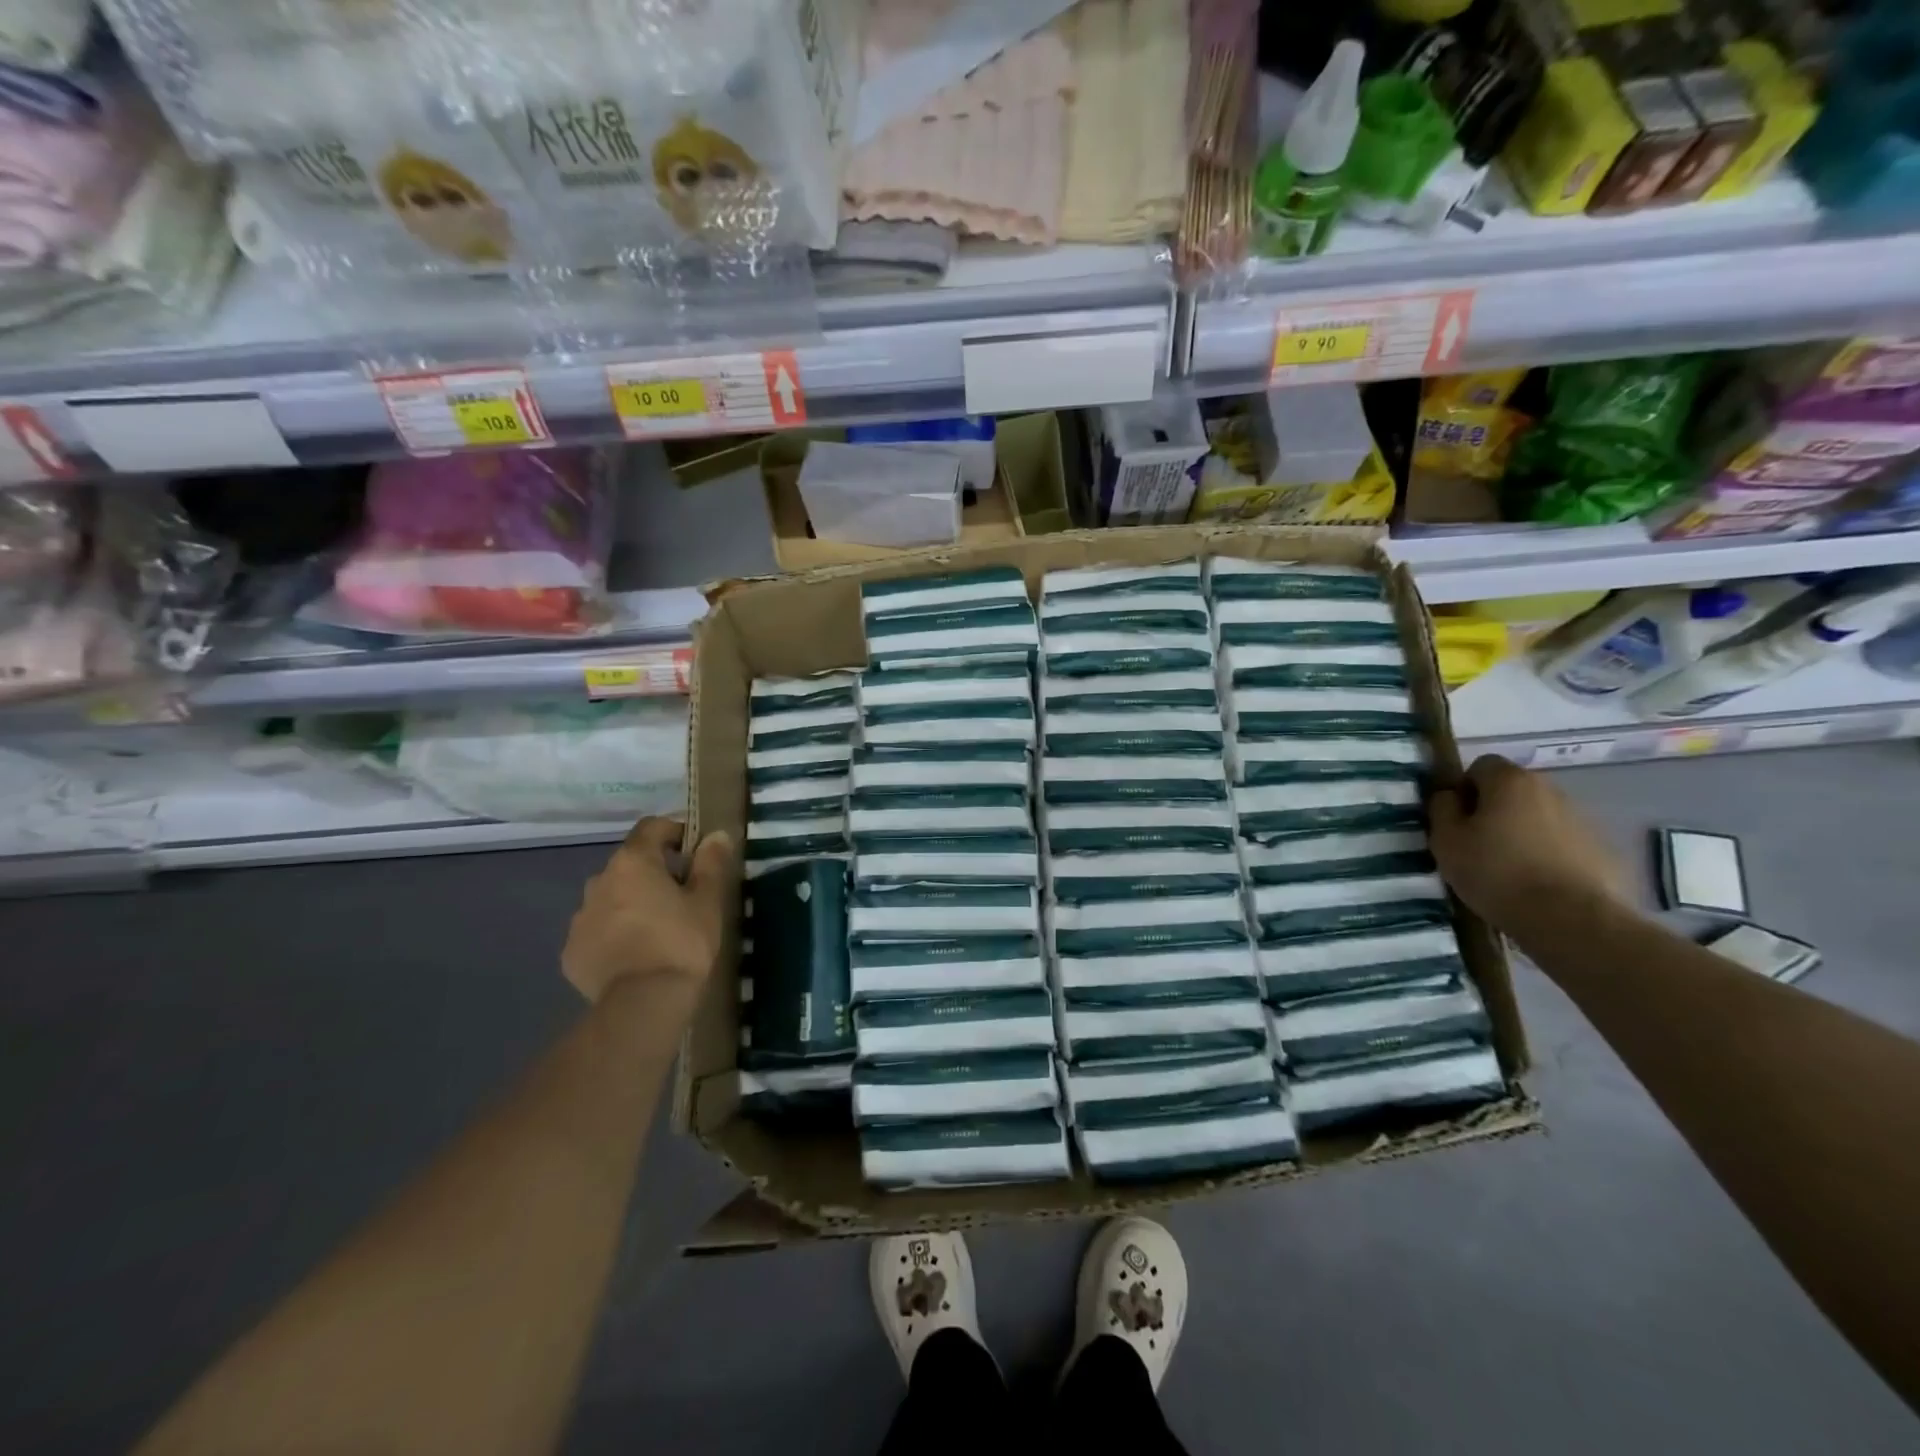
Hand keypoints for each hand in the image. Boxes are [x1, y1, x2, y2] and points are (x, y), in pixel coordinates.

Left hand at [562, 817, 735, 1010]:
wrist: (642, 1004)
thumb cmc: (682, 943)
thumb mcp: (708, 901)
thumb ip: (711, 863)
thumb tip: (716, 835)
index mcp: (633, 862)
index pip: (651, 827)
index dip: (674, 832)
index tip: (694, 851)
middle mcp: (598, 881)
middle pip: (629, 864)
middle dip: (652, 873)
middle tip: (680, 896)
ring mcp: (580, 918)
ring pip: (610, 898)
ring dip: (630, 903)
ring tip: (656, 929)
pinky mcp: (571, 952)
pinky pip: (597, 931)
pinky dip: (614, 934)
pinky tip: (635, 955)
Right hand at [1428, 755, 1627, 932]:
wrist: (1572, 920)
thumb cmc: (1497, 873)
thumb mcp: (1446, 841)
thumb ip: (1442, 809)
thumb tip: (1450, 796)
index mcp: (1511, 782)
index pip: (1481, 765)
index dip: (1464, 788)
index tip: (1456, 820)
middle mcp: (1551, 790)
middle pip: (1513, 790)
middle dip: (1494, 810)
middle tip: (1477, 845)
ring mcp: (1582, 820)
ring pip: (1539, 817)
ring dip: (1523, 832)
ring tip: (1509, 869)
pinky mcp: (1603, 850)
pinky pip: (1564, 843)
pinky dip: (1549, 855)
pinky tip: (1538, 884)